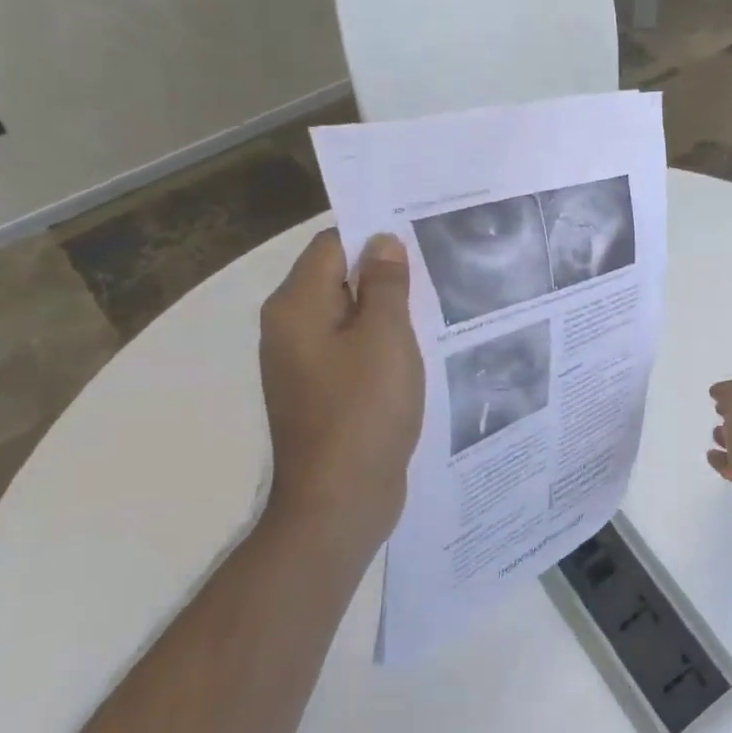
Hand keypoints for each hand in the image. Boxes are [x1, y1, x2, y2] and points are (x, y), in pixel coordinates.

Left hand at [260, 229, 422, 541]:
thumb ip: (385, 284)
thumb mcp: (385, 337)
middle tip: (440, 266)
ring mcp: (305, 363)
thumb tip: (382, 241)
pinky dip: (383, 343)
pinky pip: (353, 350)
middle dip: (387, 272)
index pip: (333, 245)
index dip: (375, 234)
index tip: (421, 233)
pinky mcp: (322, 392)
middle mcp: (291, 328)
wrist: (340, 500)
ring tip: (440, 303)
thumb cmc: (364, 410)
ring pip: (350, 316)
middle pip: (339, 279)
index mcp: (297, 306)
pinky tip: (422, 348)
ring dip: (389, 310)